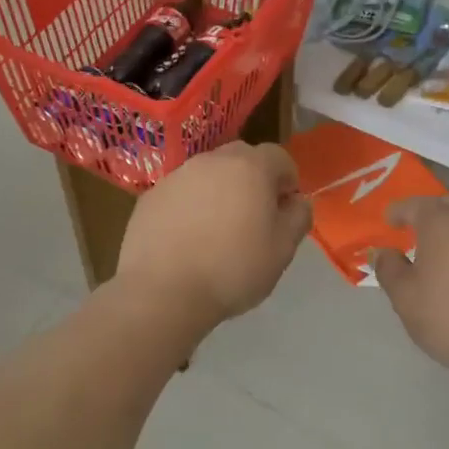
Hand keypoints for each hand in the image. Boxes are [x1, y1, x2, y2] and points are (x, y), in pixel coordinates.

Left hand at [116, 141, 311, 326]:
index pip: (279, 157)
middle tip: (253, 218)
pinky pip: (181, 194)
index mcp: (250, 167)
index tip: (284, 210)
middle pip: (241, 159)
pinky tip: (187, 240)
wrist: (163, 291)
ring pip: (208, 174)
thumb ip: (298, 217)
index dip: (288, 181)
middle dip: (253, 180)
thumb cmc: (233, 269)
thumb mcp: (282, 250)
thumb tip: (297, 201)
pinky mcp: (151, 197)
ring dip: (218, 192)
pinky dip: (189, 207)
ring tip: (217, 232)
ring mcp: (177, 176)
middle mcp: (212, 161)